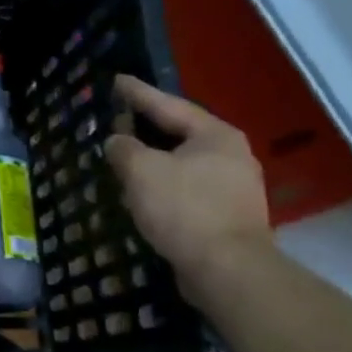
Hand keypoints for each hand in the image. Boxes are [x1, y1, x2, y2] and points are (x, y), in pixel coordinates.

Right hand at [104, 75, 270, 296]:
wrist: (228, 271)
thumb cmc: (184, 209)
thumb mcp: (141, 170)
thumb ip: (123, 148)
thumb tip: (117, 142)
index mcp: (215, 135)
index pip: (168, 105)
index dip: (138, 93)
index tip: (117, 80)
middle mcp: (231, 154)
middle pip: (179, 133)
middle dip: (146, 127)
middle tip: (119, 117)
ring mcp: (234, 186)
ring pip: (183, 162)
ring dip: (153, 159)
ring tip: (126, 155)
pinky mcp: (228, 214)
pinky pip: (187, 187)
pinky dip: (163, 184)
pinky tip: (144, 191)